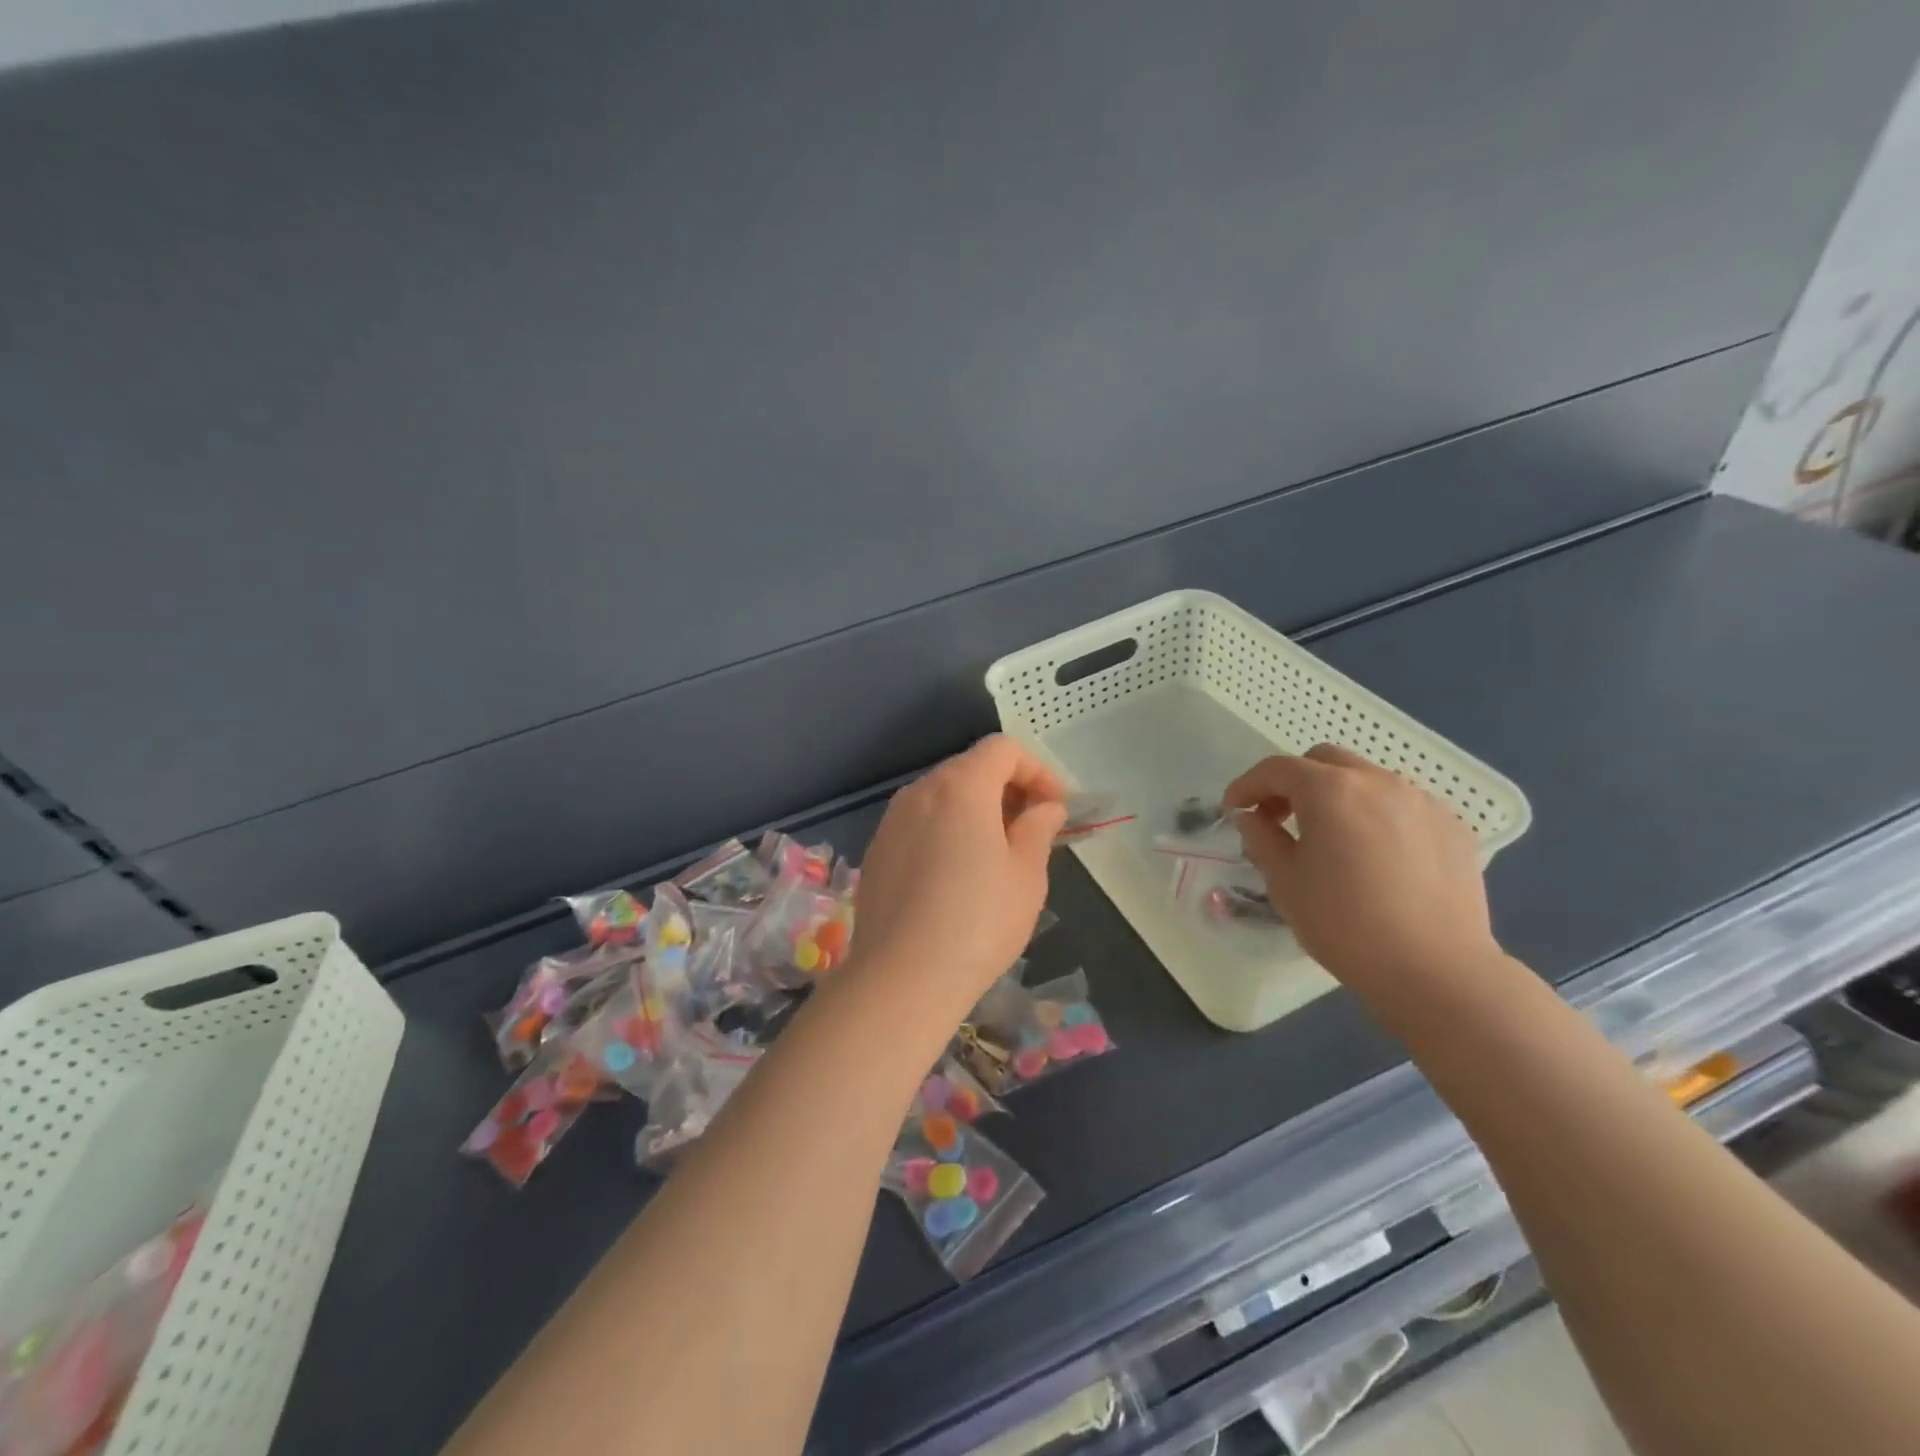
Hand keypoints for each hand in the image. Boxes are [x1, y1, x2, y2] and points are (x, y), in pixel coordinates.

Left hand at [850, 736, 1066, 1018]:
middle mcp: (920, 791)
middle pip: (970, 768)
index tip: (1055, 807)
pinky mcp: (877, 851)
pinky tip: (957, 875)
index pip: (1002, 749)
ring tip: (998, 853)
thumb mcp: (1027, 874)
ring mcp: (892, 821)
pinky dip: (947, 830)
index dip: (1037, 770)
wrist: (902, 977)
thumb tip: (1046, 807)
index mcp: (961, 786)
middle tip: (1032, 829)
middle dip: (1007, 789)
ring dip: (976, 810)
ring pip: (943, 796)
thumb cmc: (979, 921)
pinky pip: (920, 823)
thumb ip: (1039, 828)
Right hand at [1225, 745, 1497, 996]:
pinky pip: (1403, 806)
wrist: (1435, 970)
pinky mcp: (1453, 827)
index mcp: (1331, 790)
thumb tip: (1252, 818)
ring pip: (1367, 780)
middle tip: (1280, 819)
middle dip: (1294, 783)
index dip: (1248, 785)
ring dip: (1338, 796)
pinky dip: (1377, 816)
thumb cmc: (1345, 924)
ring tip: (1331, 838)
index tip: (1234, 809)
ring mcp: (1422, 802)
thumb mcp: (1285, 882)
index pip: (1277, 769)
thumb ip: (1262, 839)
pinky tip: (1376, 856)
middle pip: (1324, 762)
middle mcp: (1378, 782)